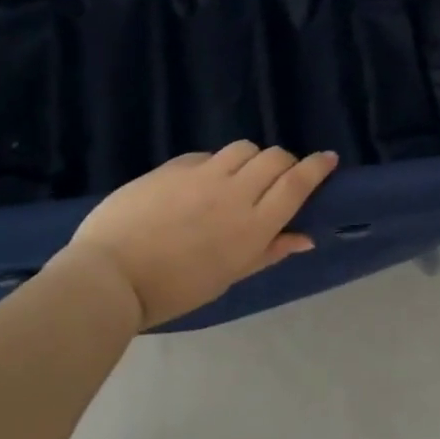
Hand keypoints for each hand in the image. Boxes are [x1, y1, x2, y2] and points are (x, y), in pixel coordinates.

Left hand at [63, 143, 339, 329]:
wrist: (111, 275)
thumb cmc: (173, 290)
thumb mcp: (227, 277)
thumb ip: (268, 252)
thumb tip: (305, 237)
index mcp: (252, 227)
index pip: (296, 183)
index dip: (316, 167)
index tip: (328, 158)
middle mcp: (235, 193)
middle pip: (275, 158)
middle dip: (286, 162)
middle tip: (281, 176)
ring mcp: (203, 174)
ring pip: (244, 148)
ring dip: (252, 158)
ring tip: (242, 175)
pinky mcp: (175, 166)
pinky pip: (208, 155)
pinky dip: (217, 163)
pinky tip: (203, 182)